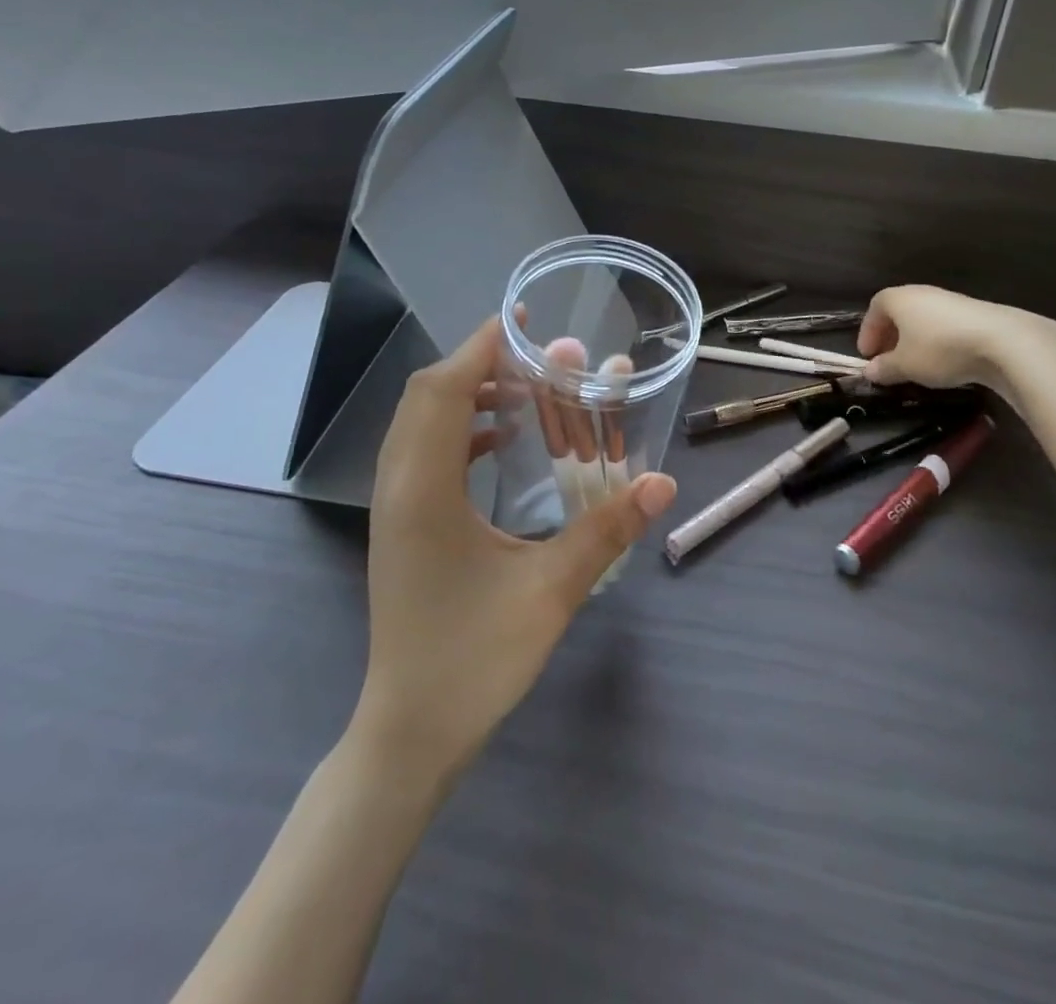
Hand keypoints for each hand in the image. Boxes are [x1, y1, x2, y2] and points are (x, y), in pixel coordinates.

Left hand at [353, 318, 675, 781]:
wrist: (409, 732)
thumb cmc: (474, 660)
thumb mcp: (551, 591)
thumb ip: (606, 530)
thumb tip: (663, 482)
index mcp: (424, 492)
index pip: (442, 391)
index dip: (480, 348)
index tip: (522, 321)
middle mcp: (397, 488)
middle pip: (425, 397)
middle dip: (477, 364)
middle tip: (533, 356)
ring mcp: (392, 509)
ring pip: (419, 424)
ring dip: (465, 395)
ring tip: (522, 391)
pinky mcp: (399, 527)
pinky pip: (423, 454)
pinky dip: (458, 430)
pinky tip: (498, 442)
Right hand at [858, 285, 1055, 390]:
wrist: (1001, 342)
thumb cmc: (939, 349)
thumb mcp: (905, 366)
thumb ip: (884, 368)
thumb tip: (870, 371)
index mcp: (899, 299)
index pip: (875, 308)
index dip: (868, 331)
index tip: (867, 355)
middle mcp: (922, 293)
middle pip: (899, 312)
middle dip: (890, 336)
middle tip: (888, 361)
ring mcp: (951, 301)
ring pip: (923, 319)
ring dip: (914, 340)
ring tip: (915, 364)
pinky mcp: (974, 313)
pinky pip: (944, 326)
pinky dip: (936, 341)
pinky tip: (943, 361)